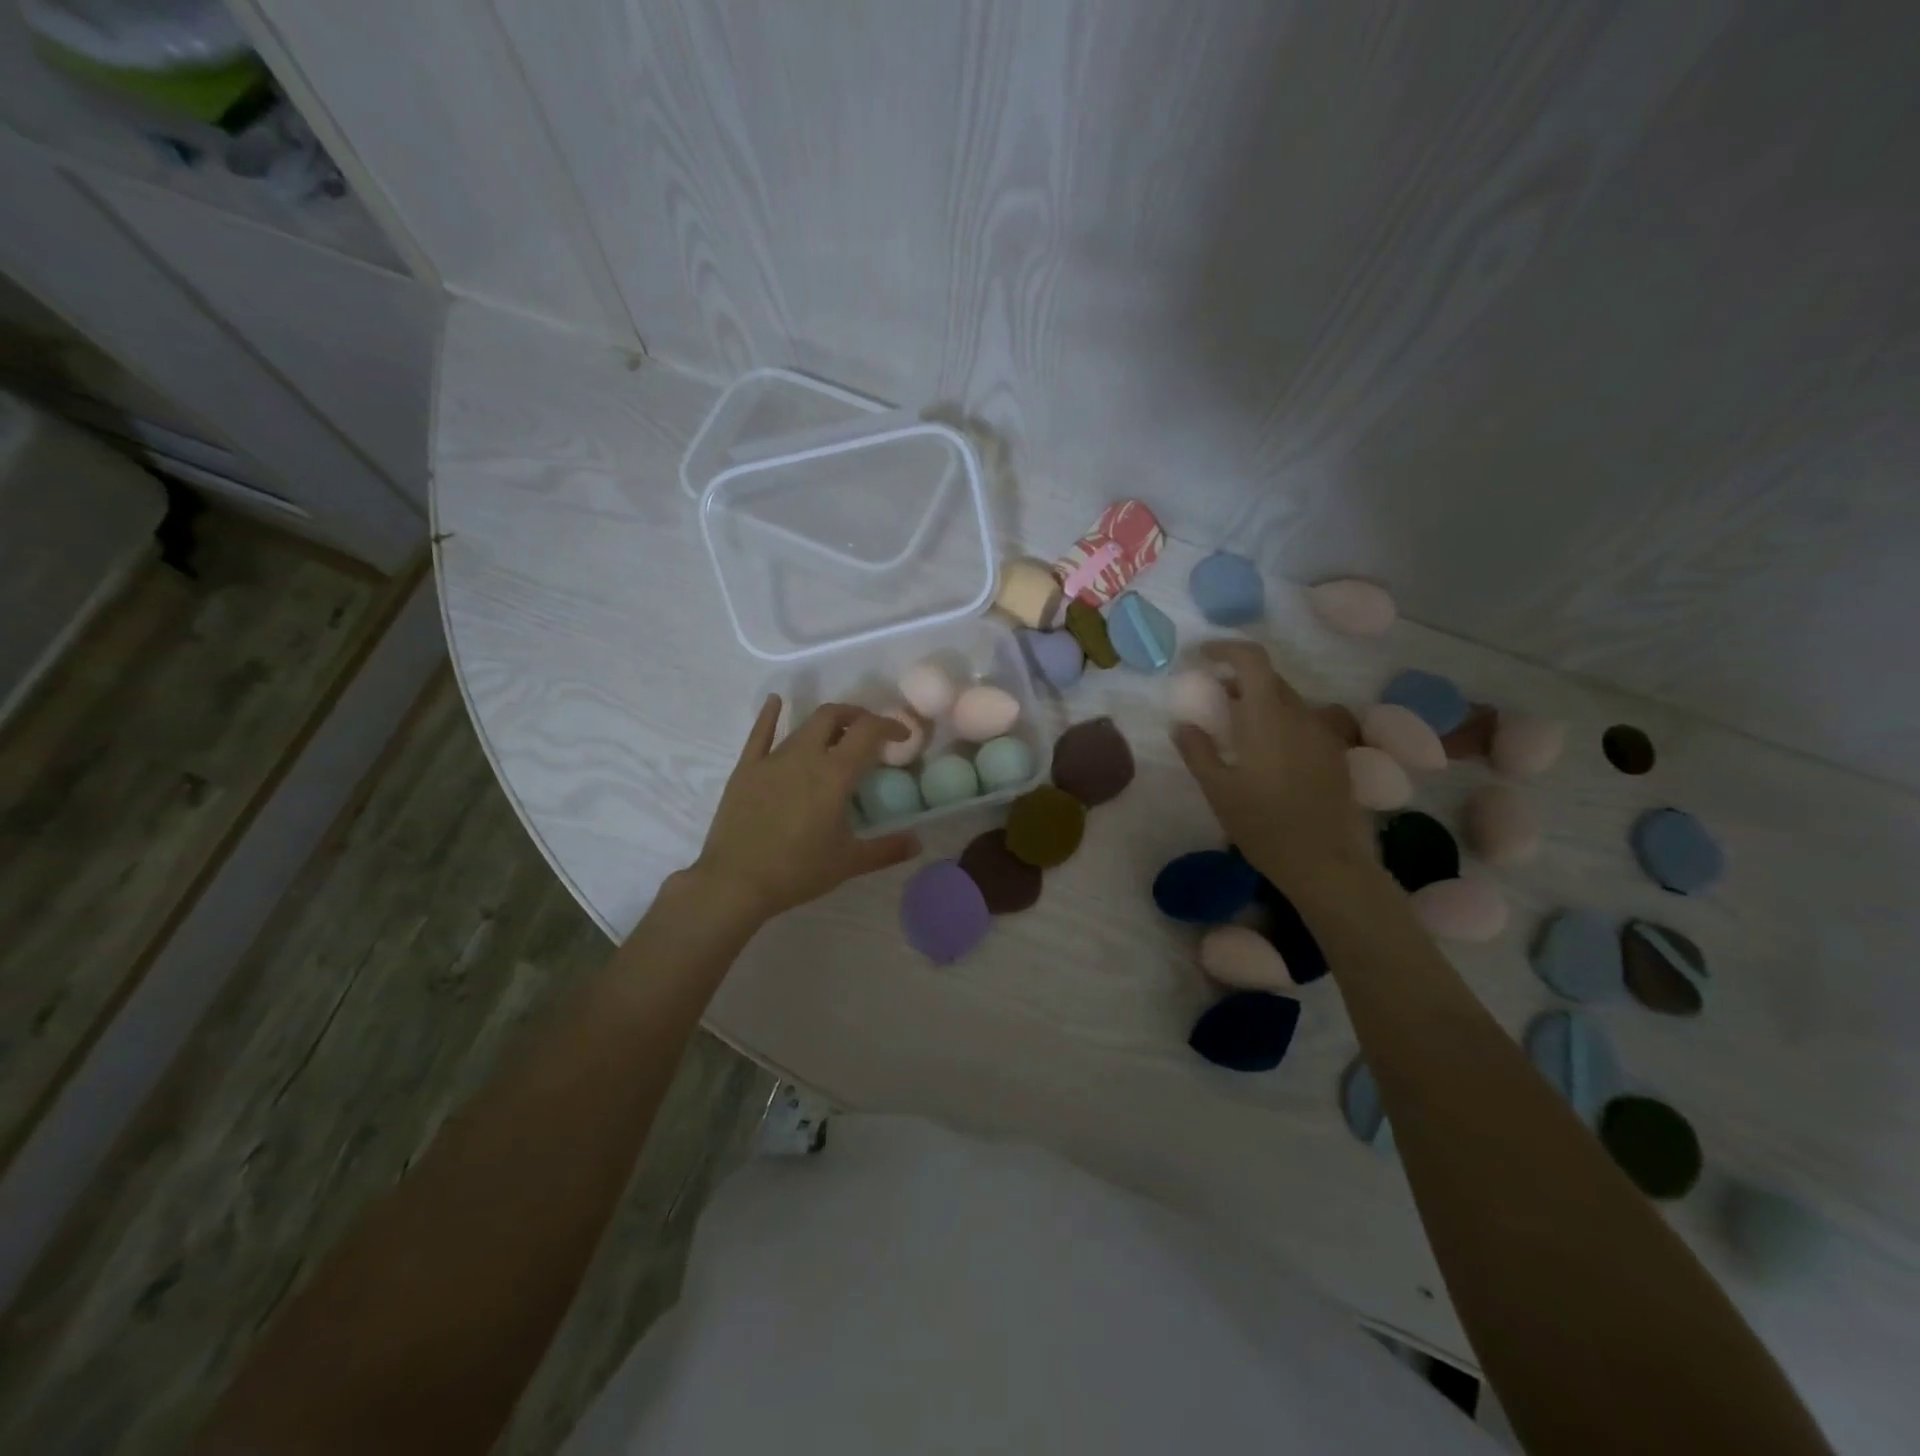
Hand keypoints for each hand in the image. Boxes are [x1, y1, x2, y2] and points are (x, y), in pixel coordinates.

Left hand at [691, 697, 921, 921]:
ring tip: (837, 735)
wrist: (735, 882)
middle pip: (833, 715)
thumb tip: (918, 842)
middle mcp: (805, 756)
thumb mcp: (849, 863)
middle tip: (869, 731)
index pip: (868, 732)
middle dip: (856, 715)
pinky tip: (776, 702)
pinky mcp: (746, 768)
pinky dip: (770, 715)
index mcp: (835, 774)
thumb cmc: (797, 871)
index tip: (902, 734)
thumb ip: (887, 849)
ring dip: (825, 723)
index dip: (889, 725)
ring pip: (803, 725)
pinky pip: (759, 733)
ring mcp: (772, 759)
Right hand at [1171, 641, 1368, 883]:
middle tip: (1211, 700)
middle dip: (1237, 680)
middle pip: (1268, 679)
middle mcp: (1300, 715)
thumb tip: (1182, 724)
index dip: (1225, 649)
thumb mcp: (1218, 790)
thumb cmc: (1263, 825)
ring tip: (1236, 731)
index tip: (1201, 657)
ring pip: (1287, 701)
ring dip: (1259, 702)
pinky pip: (1303, 722)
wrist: (1326, 862)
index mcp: (1268, 717)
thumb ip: (1197, 750)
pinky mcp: (1335, 752)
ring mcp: (1323, 733)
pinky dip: (1279, 722)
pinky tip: (1266, 755)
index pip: (1252, 659)